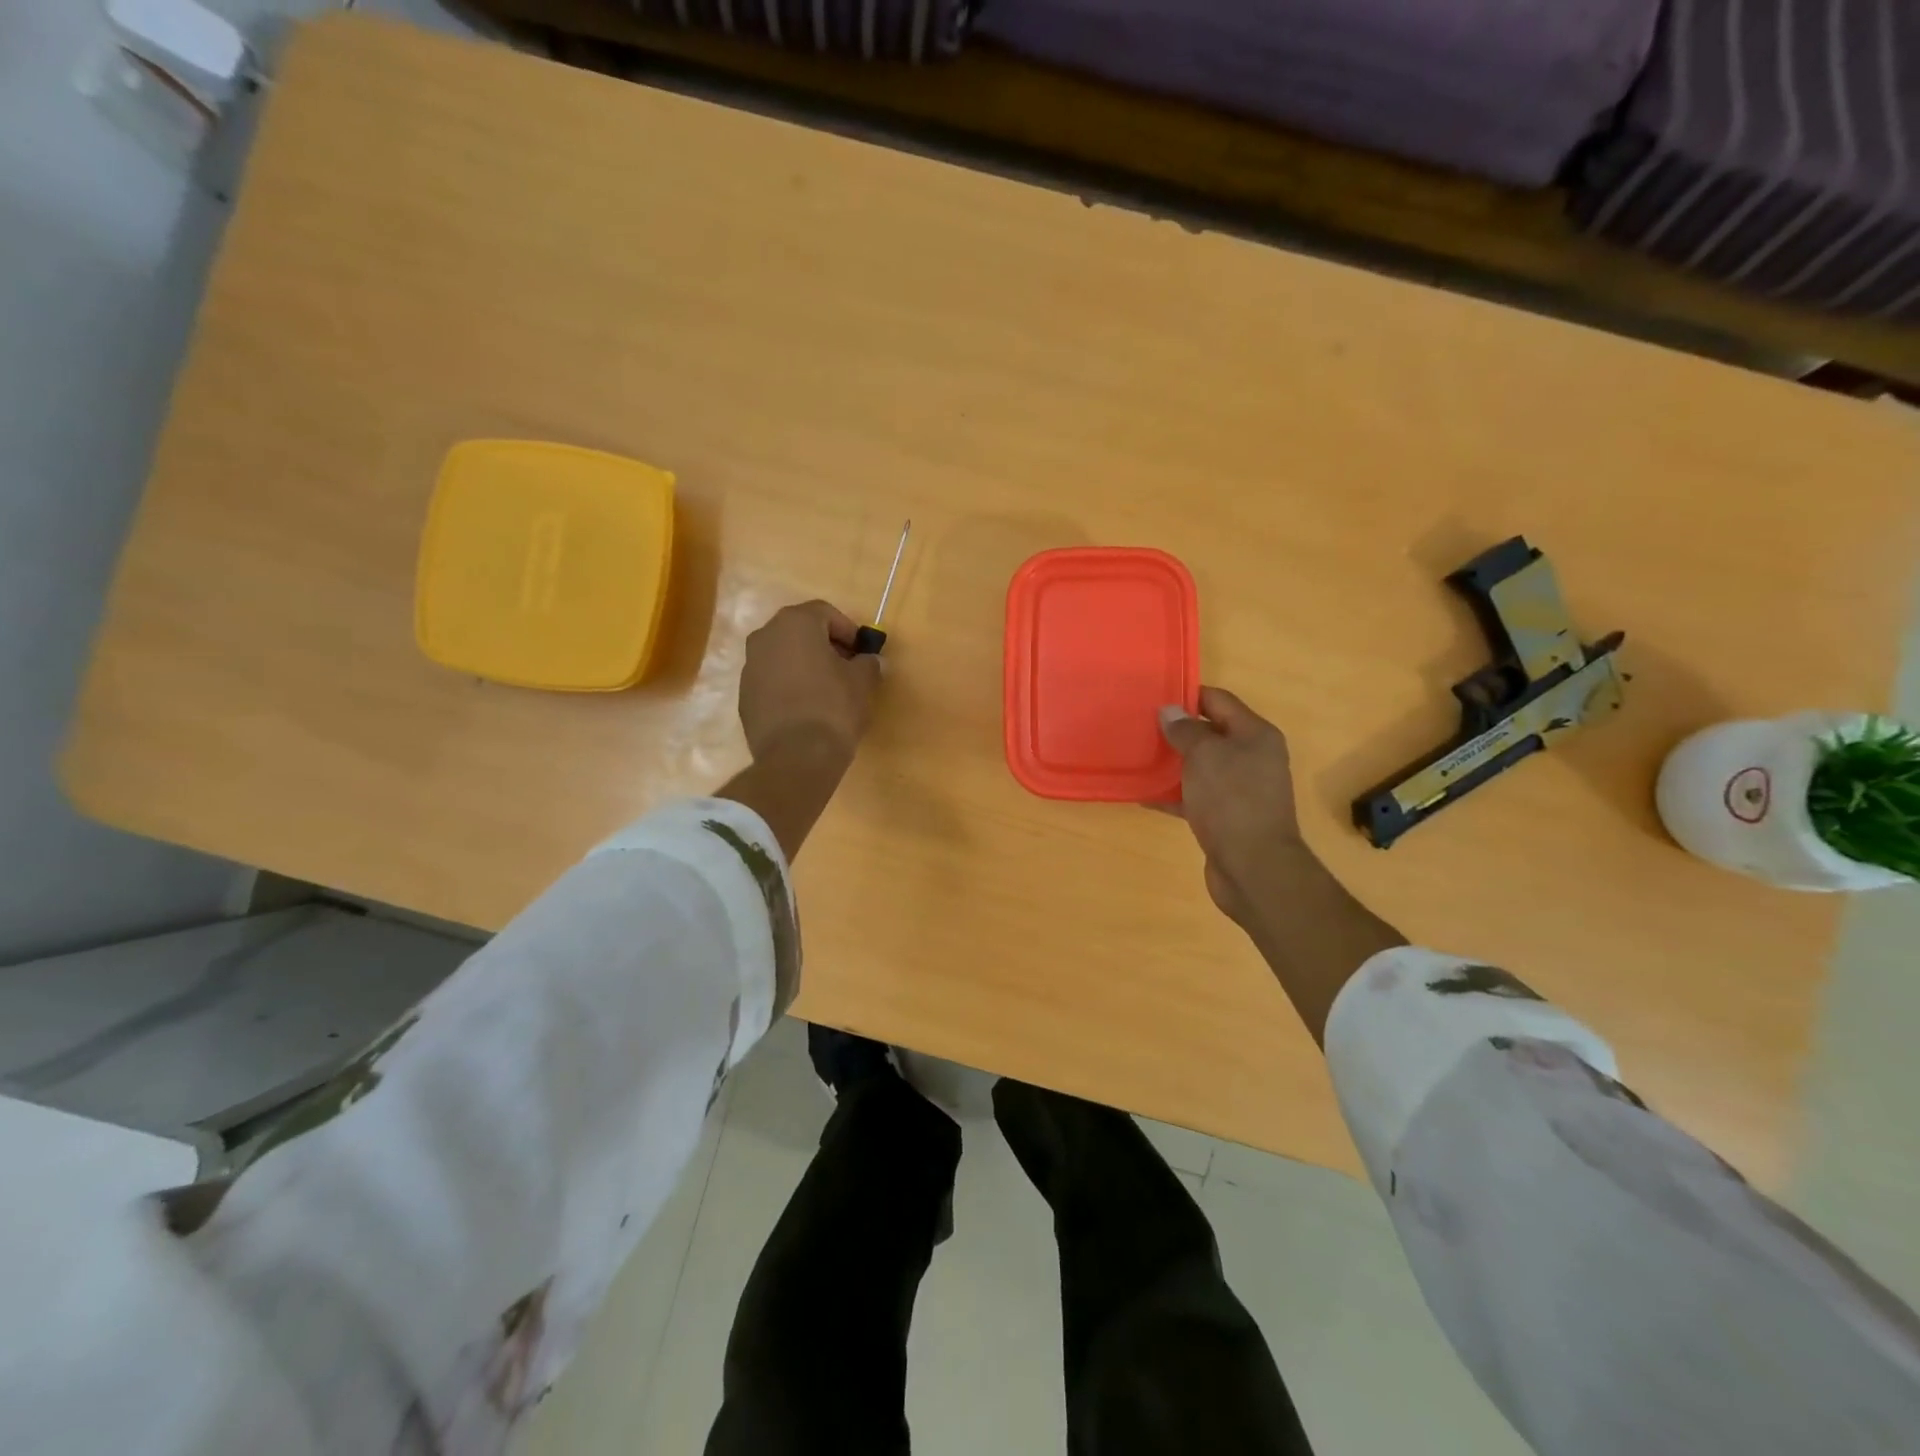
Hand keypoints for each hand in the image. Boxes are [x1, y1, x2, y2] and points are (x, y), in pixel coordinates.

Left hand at [739, 600, 881, 766]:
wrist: (796, 756)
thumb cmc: (834, 707)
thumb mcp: (863, 681)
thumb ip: (868, 663)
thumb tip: (869, 661)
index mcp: (795, 623)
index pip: (825, 612)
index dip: (847, 630)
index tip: (861, 652)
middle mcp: (765, 636)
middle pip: (800, 630)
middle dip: (824, 644)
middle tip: (846, 667)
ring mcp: (749, 666)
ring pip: (783, 655)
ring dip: (804, 664)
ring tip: (826, 689)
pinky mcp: (744, 695)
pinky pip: (771, 679)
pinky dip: (788, 685)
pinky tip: (806, 708)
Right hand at [1157, 688, 1308, 927]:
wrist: (1253, 867)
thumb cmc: (1231, 800)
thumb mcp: (1204, 756)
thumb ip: (1184, 730)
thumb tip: (1168, 711)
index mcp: (1255, 735)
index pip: (1219, 700)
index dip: (1187, 695)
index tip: (1153, 696)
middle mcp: (1251, 757)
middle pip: (1209, 733)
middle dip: (1175, 730)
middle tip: (1138, 725)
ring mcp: (1239, 789)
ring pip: (1199, 766)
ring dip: (1170, 762)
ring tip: (1135, 756)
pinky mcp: (1225, 817)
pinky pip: (1193, 796)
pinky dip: (1171, 794)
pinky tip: (1142, 794)